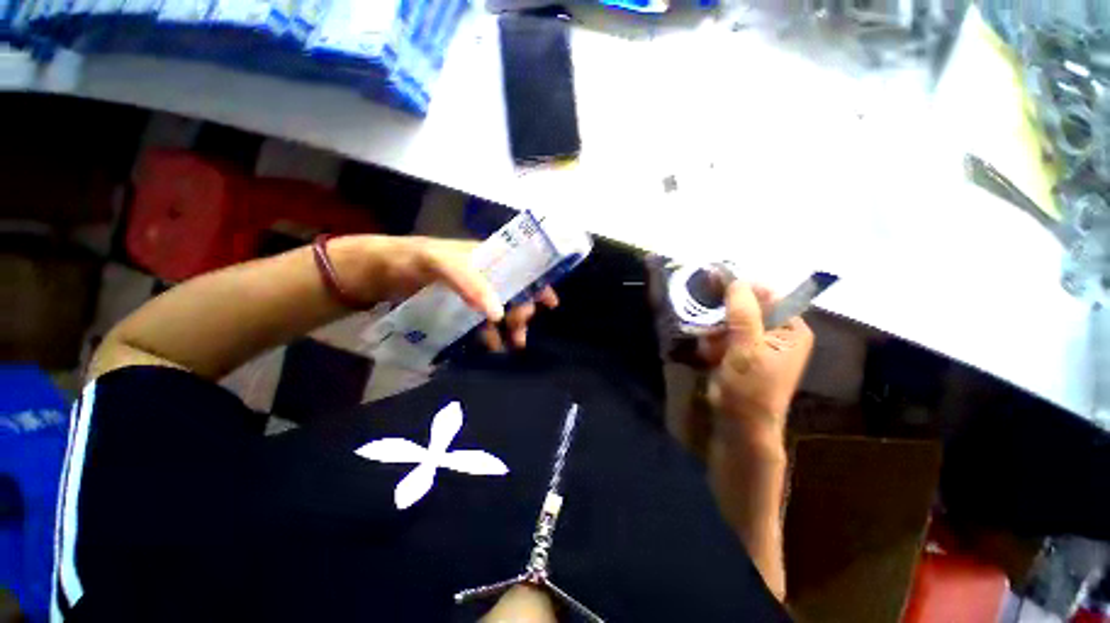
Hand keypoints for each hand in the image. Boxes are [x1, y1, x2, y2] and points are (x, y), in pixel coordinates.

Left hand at [343, 235, 556, 349]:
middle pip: (515, 294)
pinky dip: (490, 333)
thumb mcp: (441, 264)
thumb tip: (498, 315)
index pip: (522, 269)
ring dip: (509, 327)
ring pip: (501, 309)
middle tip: (520, 336)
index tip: (551, 305)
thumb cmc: (411, 260)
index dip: (539, 284)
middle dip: (523, 314)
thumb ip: (471, 284)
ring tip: (509, 346)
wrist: (377, 273)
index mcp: (488, 258)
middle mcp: (485, 275)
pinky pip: (482, 322)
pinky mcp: (460, 308)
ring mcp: (473, 293)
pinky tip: (490, 345)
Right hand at [699, 282, 813, 443]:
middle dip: (724, 316)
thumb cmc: (750, 388)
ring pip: (730, 320)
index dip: (741, 288)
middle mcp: (777, 331)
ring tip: (712, 349)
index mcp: (791, 328)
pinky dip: (714, 340)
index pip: (767, 295)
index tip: (713, 284)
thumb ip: (743, 314)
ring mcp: (758, 341)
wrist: (740, 424)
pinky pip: (724, 333)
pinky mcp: (741, 350)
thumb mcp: (747, 349)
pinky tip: (711, 355)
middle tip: (709, 325)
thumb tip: (736, 280)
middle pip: (747, 306)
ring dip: (716, 330)